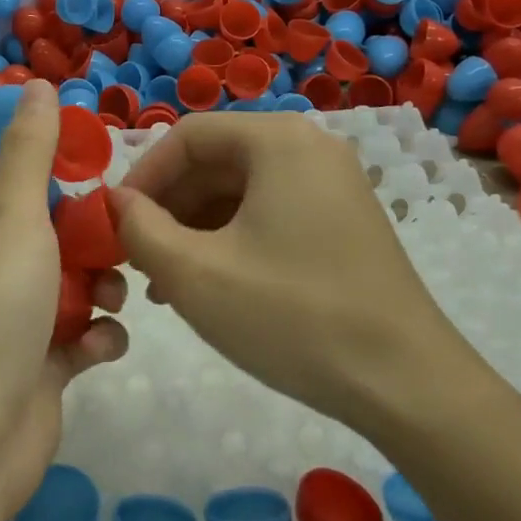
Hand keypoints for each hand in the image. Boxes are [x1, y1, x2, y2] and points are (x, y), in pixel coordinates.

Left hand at [0, 79, 129, 519]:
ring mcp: (16, 312)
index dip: (44, 143)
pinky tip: (102, 345)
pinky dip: (97, 335)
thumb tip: (35, 84)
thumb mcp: (13, 215)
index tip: (92, 144)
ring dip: (101, 279)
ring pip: (73, 274)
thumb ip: (29, 151)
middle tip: (122, 221)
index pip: (2, 157)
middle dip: (89, 219)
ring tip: (113, 291)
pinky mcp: (41, 360)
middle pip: (48, 216)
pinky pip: (82, 332)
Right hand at [109, 113, 471, 429]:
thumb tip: (116, 203)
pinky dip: (231, 239)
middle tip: (137, 257)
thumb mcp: (195, 274)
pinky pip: (270, 211)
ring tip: (165, 281)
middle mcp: (309, 146)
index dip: (142, 176)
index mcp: (277, 140)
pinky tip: (210, 284)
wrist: (407, 385)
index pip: (187, 136)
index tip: (114, 223)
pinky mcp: (343, 220)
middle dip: (168, 207)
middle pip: (215, 160)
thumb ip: (139, 229)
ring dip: (195, 228)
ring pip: (240, 190)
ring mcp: (332, 183)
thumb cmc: (293, 316)